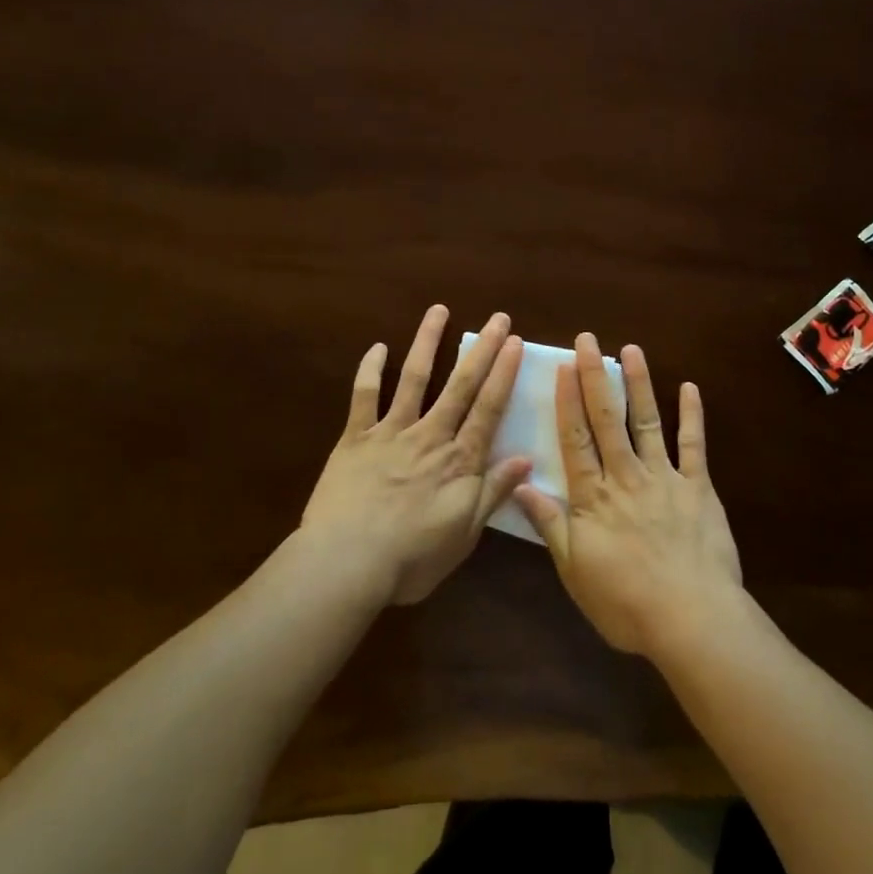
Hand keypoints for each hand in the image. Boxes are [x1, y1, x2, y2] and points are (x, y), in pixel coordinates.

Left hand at [302, 306, 531, 605]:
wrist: (346, 563)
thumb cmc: (411, 558)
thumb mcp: (464, 535)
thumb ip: (493, 493)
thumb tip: (526, 459)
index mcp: (458, 461)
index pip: (488, 409)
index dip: (504, 374)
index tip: (515, 343)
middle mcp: (429, 436)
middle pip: (460, 385)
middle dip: (481, 349)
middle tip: (497, 318)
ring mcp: (390, 432)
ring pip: (414, 379)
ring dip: (427, 342)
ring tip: (438, 310)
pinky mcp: (355, 438)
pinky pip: (364, 397)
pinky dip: (370, 370)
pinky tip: (377, 347)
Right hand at [514, 334, 742, 658]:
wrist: (691, 619)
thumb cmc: (625, 603)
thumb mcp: (574, 571)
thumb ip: (550, 525)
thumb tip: (520, 485)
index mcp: (593, 497)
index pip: (575, 439)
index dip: (567, 401)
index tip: (562, 367)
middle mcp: (625, 476)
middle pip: (606, 419)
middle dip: (595, 376)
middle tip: (588, 340)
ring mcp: (664, 477)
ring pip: (647, 422)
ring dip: (638, 384)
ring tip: (631, 349)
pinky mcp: (698, 487)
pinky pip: (694, 445)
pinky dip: (692, 416)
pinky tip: (690, 388)